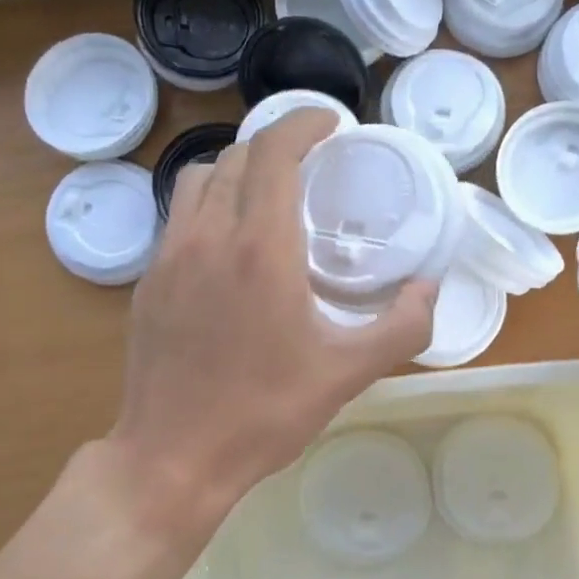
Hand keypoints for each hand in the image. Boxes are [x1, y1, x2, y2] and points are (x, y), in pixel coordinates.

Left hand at [108, 111, 437, 535]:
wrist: (173, 456)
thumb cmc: (264, 413)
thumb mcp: (347, 373)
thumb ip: (401, 326)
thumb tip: (429, 288)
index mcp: (259, 248)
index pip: (276, 151)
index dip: (303, 122)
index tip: (331, 122)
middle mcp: (208, 237)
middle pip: (238, 157)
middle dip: (277, 145)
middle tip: (312, 165)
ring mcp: (169, 258)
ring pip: (199, 181)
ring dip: (238, 171)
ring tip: (268, 197)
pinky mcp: (149, 283)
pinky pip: (179, 219)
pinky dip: (210, 207)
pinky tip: (230, 248)